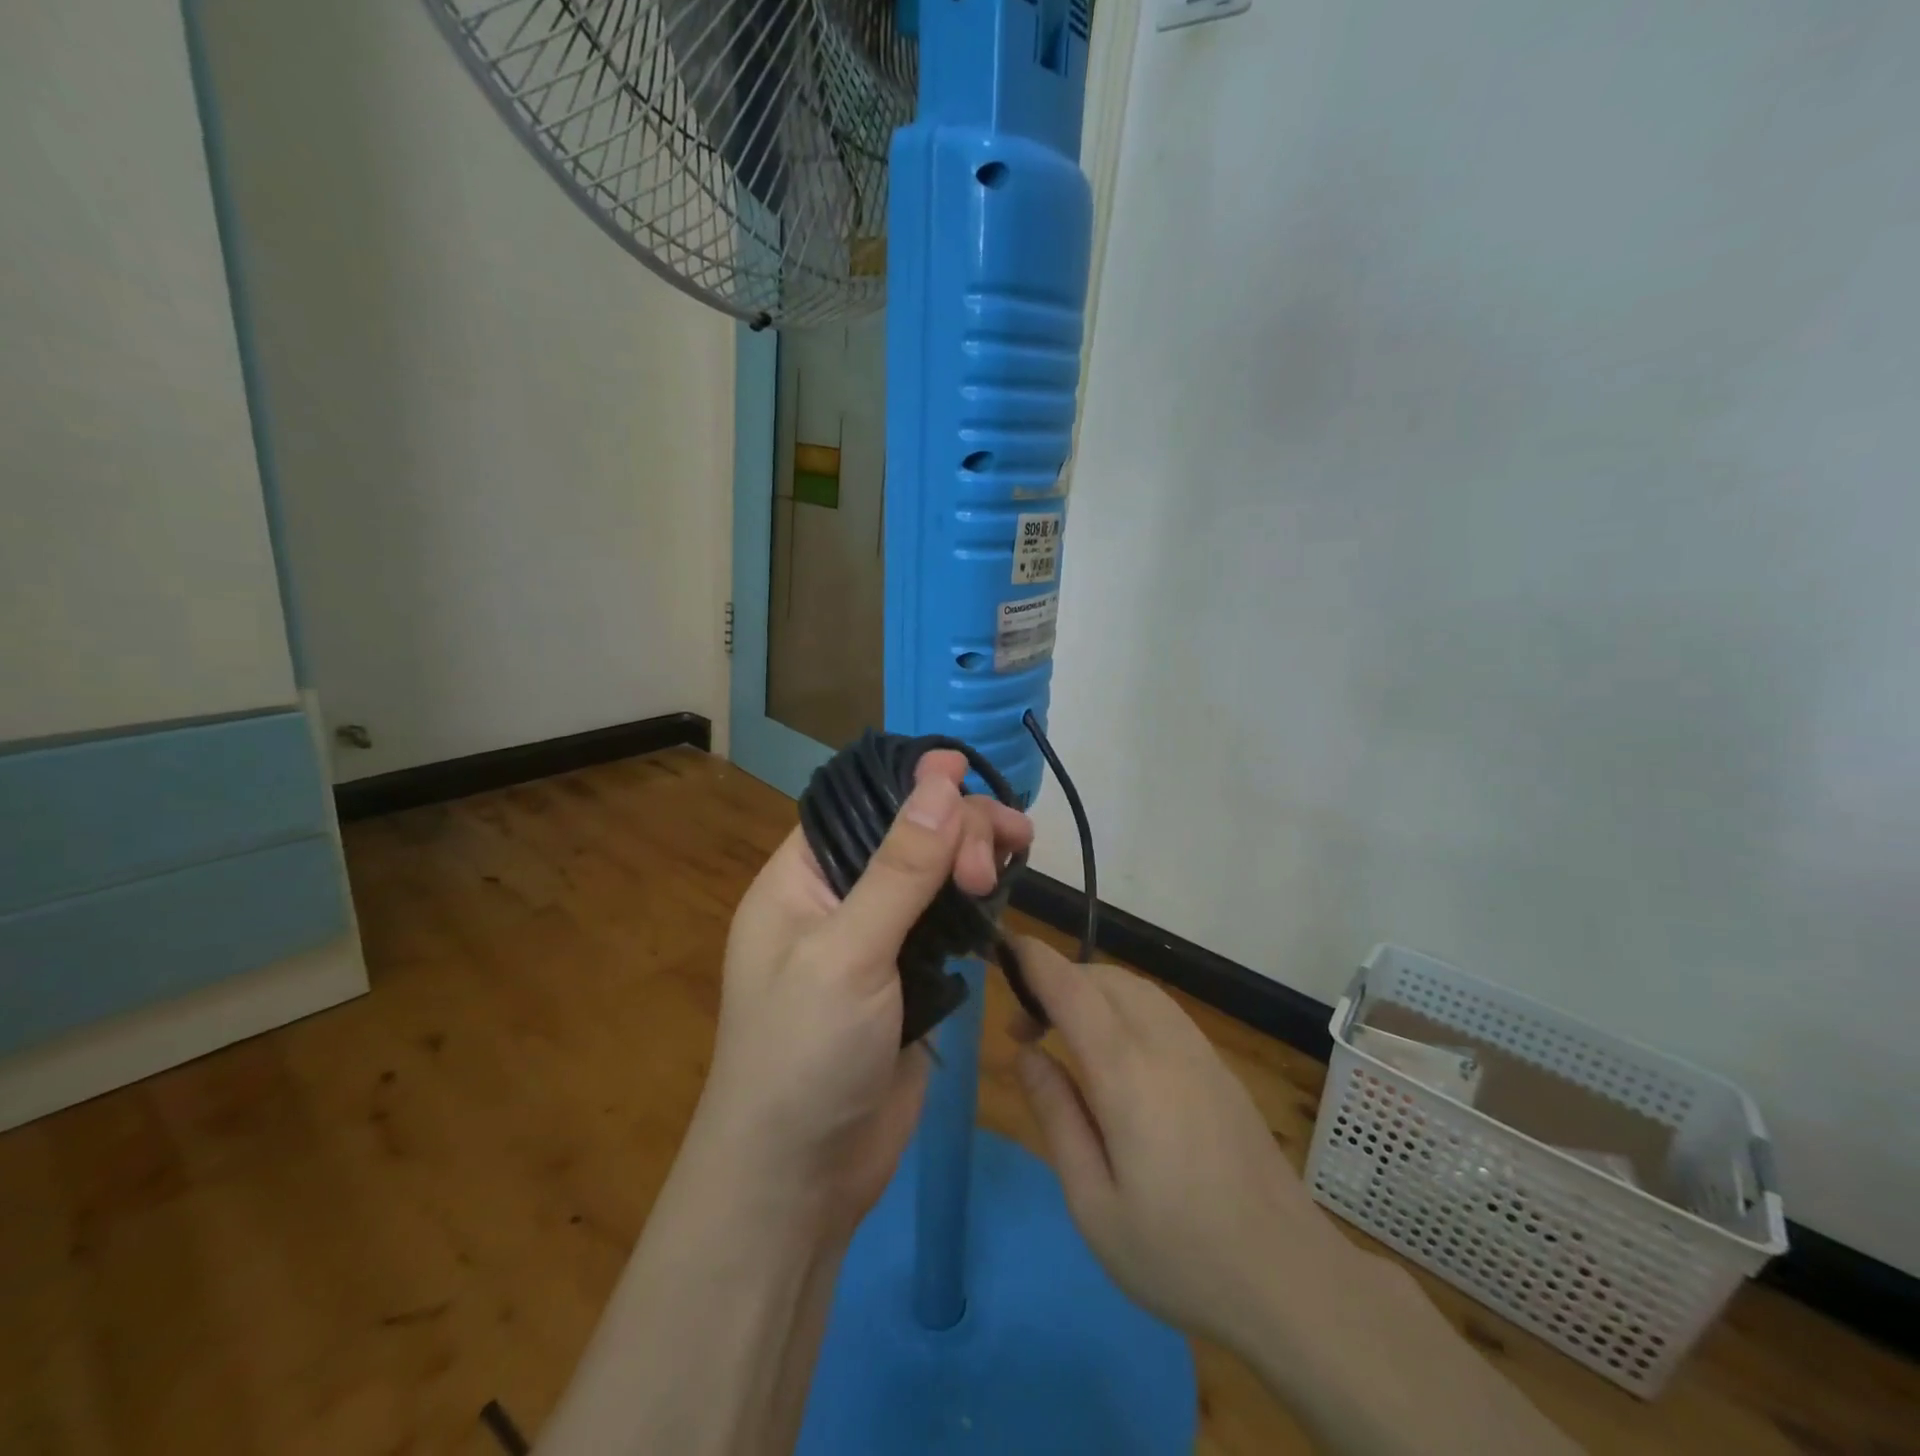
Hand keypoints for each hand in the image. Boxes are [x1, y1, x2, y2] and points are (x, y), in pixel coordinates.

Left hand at [688, 752, 1032, 1242]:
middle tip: (1000, 851)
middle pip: (905, 835)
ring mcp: (877, 941)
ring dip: (972, 857)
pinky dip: (976, 901)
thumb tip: (941, 780)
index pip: (859, 806)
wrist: (800, 1185)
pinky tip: (1003, 890)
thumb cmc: (802, 1057)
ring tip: (1018, 849)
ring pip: (932, 875)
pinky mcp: (910, 979)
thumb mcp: (847, 954)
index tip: (966, 774)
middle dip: (955, 828)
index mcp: (800, 880)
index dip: (910, 784)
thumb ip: (899, 867)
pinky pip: (947, 922)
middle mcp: (838, 900)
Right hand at [1008, 937, 1352, 1350]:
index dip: (1035, 960)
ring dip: (1091, 989)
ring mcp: (1198, 1050)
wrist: (1289, 1278)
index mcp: (1127, 1073)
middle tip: (1025, 1029)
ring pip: (1134, 987)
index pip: (1072, 989)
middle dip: (1056, 980)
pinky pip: (1160, 1007)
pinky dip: (1122, 1002)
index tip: (1003, 947)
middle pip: (1102, 977)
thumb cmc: (1178, 1254)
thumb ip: (1056, 1115)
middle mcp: (1164, 1043)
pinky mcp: (1218, 1065)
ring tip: (1063, 1032)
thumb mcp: (1093, 1203)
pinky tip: (1114, 1048)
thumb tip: (1026, 1053)